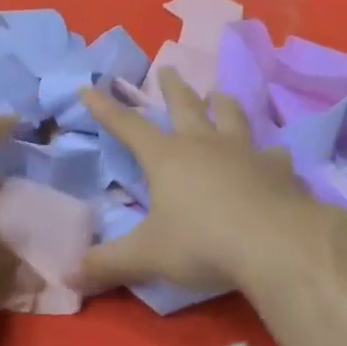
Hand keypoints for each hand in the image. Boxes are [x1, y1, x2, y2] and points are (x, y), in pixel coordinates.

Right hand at [75, 68, 317, 295]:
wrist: (275, 244)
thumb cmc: (202, 243)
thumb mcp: (146, 256)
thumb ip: (107, 264)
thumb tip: (67, 277)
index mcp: (166, 158)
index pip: (127, 126)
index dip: (105, 108)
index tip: (88, 87)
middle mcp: (204, 145)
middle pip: (185, 106)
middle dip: (172, 88)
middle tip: (168, 69)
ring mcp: (245, 152)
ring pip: (231, 117)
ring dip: (223, 104)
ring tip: (219, 94)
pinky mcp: (278, 170)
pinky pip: (273, 154)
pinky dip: (270, 152)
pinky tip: (274, 154)